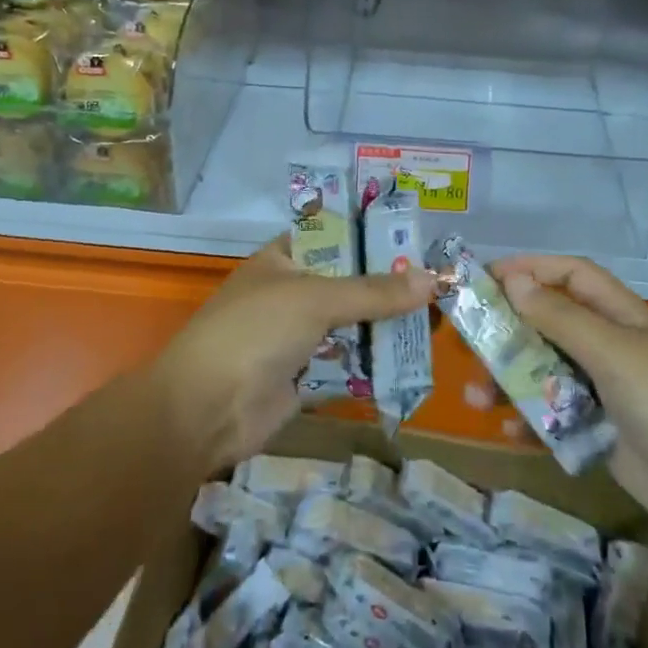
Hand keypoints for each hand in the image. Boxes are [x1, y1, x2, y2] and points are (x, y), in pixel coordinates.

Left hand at [156, 235, 437, 472]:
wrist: (206, 410)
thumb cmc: (255, 332)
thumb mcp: (315, 299)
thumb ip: (374, 291)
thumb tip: (433, 279)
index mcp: (283, 259)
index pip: (334, 237)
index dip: (372, 238)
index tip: (417, 242)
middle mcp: (292, 293)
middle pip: (349, 284)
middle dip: (390, 287)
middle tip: (441, 286)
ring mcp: (297, 337)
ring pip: (352, 325)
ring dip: (386, 326)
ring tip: (438, 321)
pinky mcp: (305, 376)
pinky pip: (348, 363)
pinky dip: (374, 362)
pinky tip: (413, 359)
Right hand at [494, 254, 647, 552]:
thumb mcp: (616, 354)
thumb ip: (562, 319)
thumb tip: (514, 281)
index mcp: (623, 317)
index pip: (571, 276)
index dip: (530, 270)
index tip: (484, 280)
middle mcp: (613, 348)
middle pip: (550, 324)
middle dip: (508, 329)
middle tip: (465, 339)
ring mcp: (608, 393)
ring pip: (547, 372)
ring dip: (510, 379)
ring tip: (474, 395)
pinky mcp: (603, 434)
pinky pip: (556, 417)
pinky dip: (530, 419)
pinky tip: (506, 430)